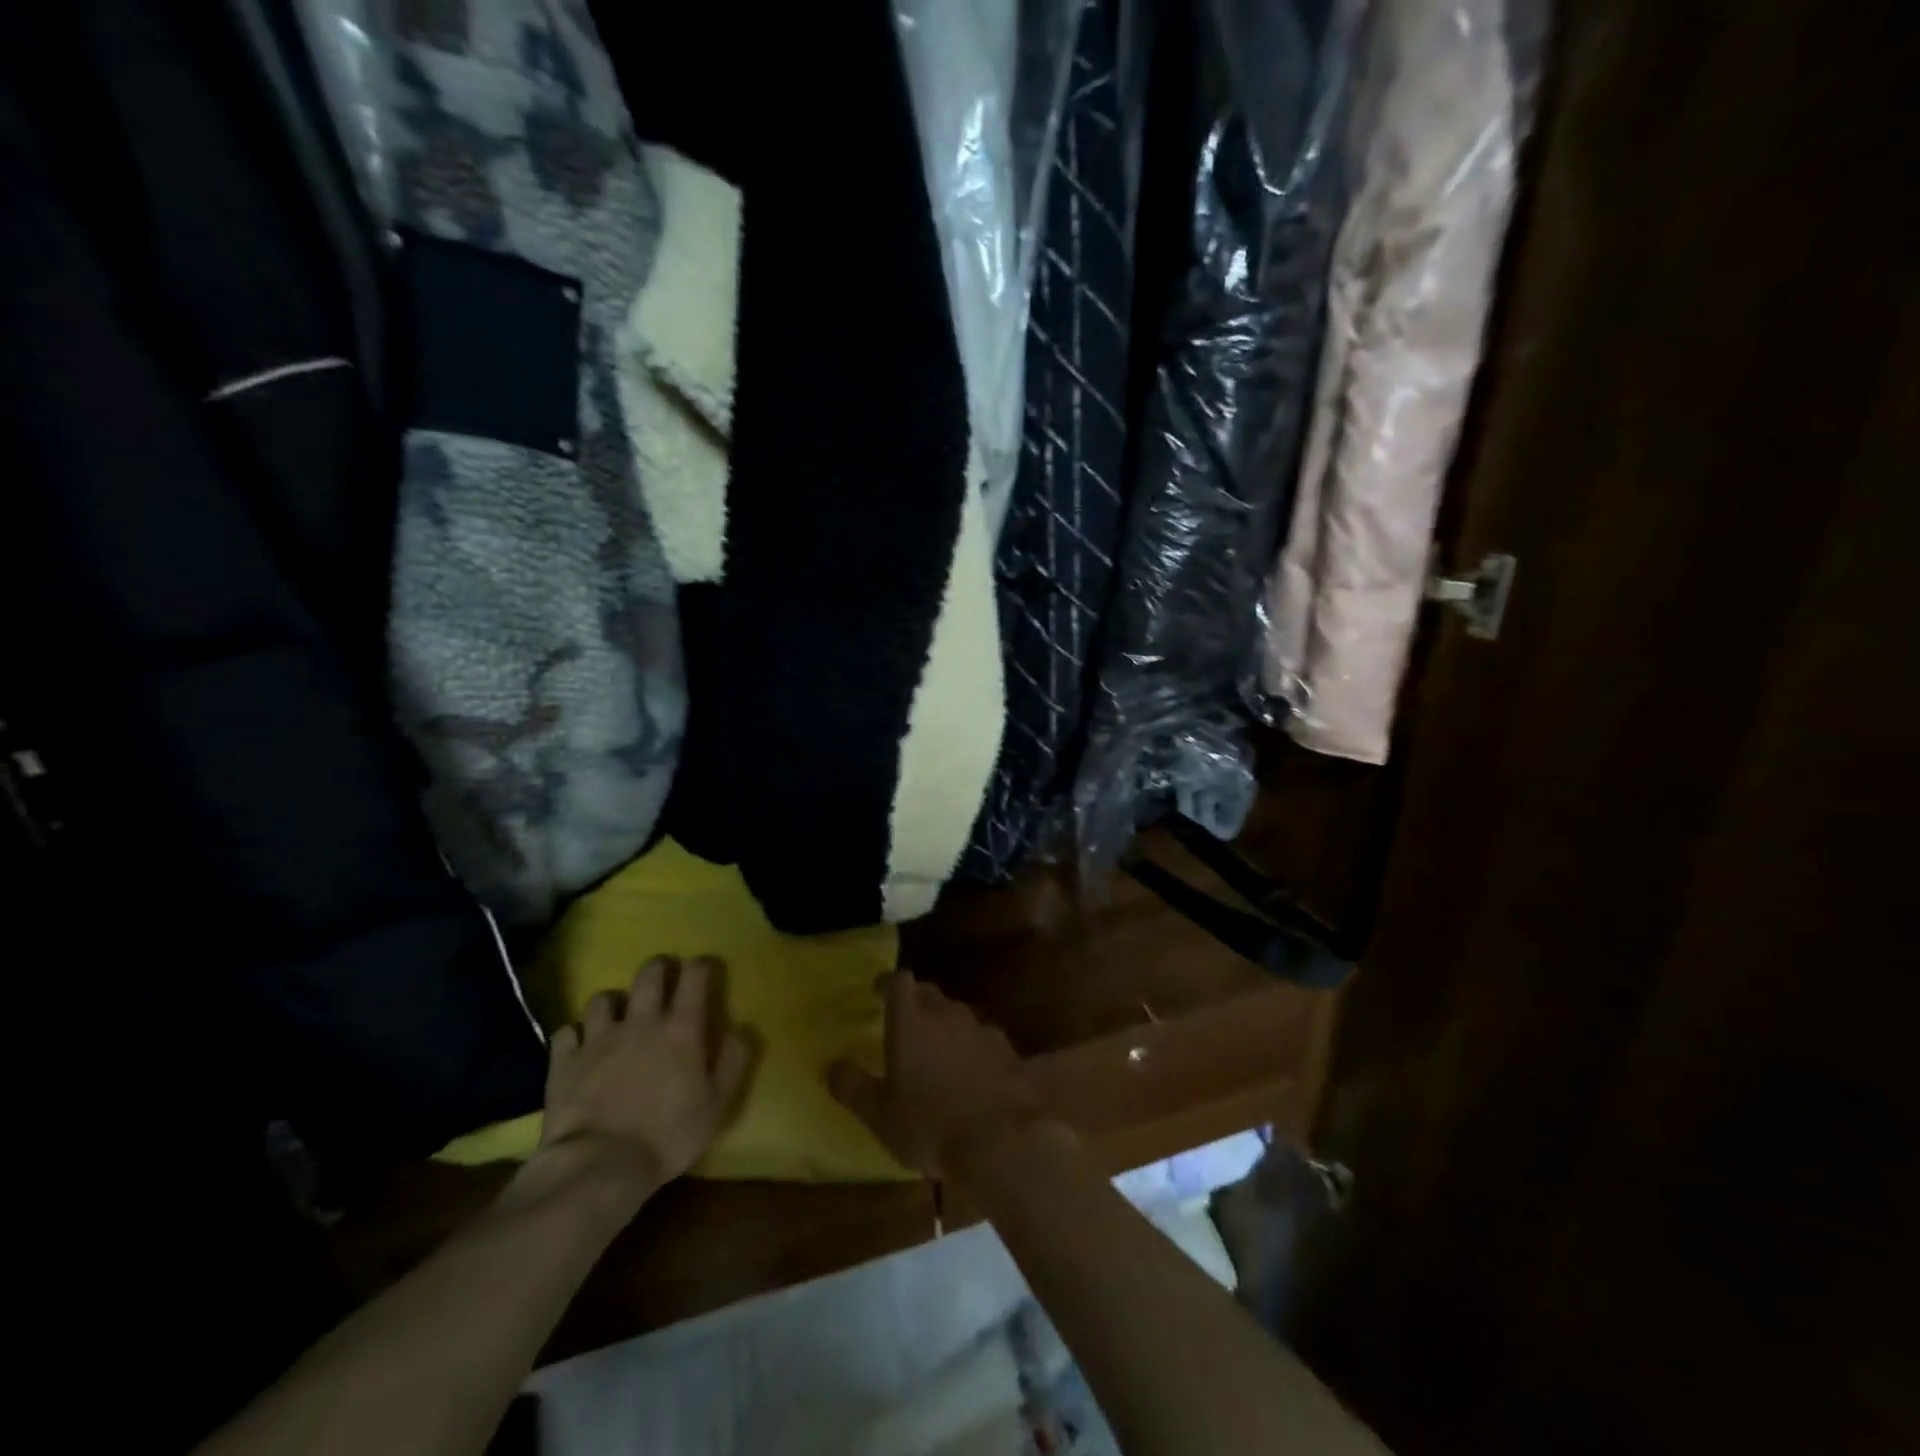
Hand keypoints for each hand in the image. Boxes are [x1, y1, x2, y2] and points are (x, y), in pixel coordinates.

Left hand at [538, 956, 754, 1197]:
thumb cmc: (667, 1136)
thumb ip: (732, 1062)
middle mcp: (641, 1022)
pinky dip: (574, 1033)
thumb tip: (742, 1029)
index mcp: (681, 1029)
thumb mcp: (716, 1104)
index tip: (705, 968)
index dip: (701, 966)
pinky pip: (566, 1032)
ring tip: (617, 1012)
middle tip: (664, 974)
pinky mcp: (565, 1061)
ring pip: (602, 998)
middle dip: (659, 968)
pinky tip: (578, 1044)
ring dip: (613, 1001)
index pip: (694, 977)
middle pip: (649, 976)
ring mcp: (598, 1039)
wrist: (599, 1166)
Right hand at [828, 973, 1043, 1181]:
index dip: (888, 983)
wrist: (1001, 1139)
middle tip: (906, 1024)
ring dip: (946, 1026)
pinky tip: (972, 1075)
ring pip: (958, 1015)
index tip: (878, 991)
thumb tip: (833, 1065)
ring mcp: (980, 1029)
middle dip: (917, 1003)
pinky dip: (972, 1049)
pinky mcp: (1007, 1050)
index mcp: (911, 1021)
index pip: (899, 981)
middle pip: (930, 994)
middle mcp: (946, 1014)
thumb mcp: (879, 1115)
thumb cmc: (929, 1125)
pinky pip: (982, 1040)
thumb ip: (853, 1087)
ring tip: (938, 1053)